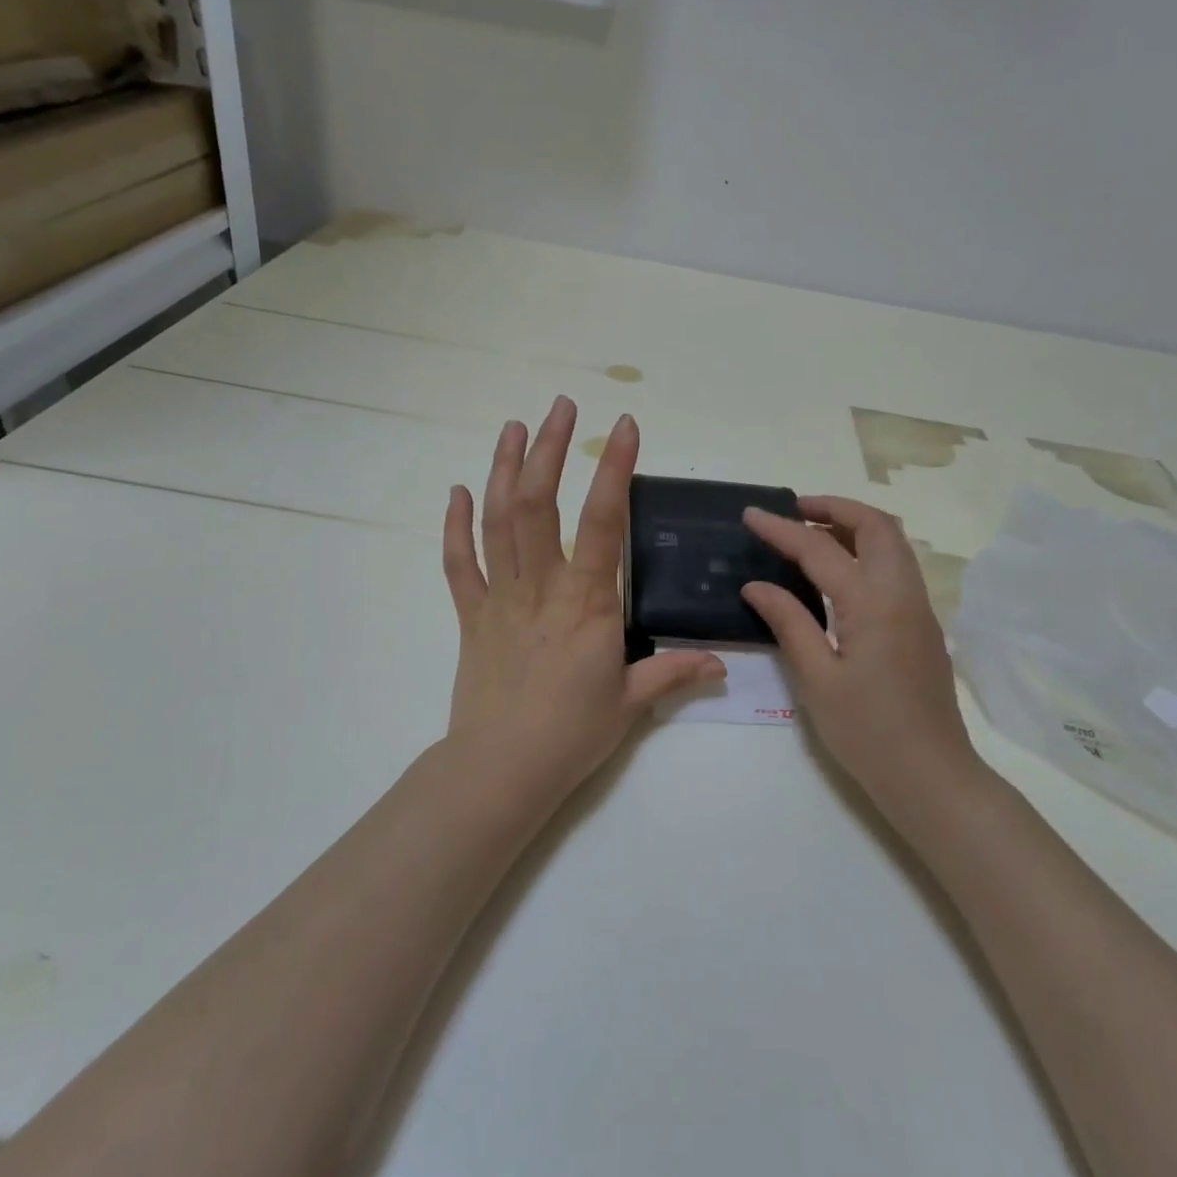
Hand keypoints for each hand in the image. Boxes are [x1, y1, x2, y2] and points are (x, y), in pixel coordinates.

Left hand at [442, 397, 724, 795]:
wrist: (501, 770)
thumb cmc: (572, 734)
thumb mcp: (631, 703)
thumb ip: (674, 673)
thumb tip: (721, 665)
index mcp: (587, 602)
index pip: (603, 521)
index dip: (613, 468)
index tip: (622, 426)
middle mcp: (541, 587)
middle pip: (538, 503)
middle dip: (548, 449)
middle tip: (559, 407)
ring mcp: (500, 597)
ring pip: (496, 521)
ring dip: (503, 468)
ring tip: (512, 427)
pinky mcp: (471, 615)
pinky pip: (459, 563)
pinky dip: (455, 525)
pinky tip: (458, 491)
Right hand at [742, 497, 986, 810]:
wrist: (932, 777)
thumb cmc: (868, 732)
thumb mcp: (817, 679)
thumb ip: (788, 622)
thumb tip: (756, 585)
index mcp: (873, 603)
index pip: (820, 549)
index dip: (782, 528)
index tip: (751, 514)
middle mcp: (902, 593)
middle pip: (876, 525)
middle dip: (833, 507)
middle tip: (793, 512)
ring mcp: (919, 608)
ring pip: (892, 543)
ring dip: (853, 526)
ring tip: (810, 535)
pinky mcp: (923, 625)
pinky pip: (896, 566)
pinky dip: (866, 550)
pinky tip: (837, 573)